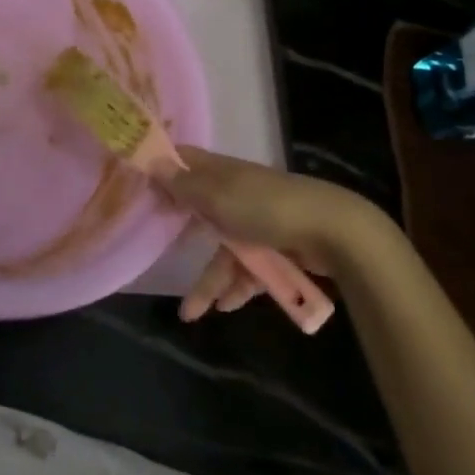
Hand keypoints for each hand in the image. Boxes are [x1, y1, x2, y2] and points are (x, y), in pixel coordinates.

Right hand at [162, 146, 395, 322]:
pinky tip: (227, 306)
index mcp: (221, 173)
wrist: (334, 232)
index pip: (186, 162)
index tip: (140, 186)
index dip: (163, 171)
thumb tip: (151, 162)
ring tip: (192, 313)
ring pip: (226, 249)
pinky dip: (238, 286)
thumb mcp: (217, 196)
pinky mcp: (277, 247)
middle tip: (158, 251)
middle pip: (201, 212)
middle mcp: (236, 193)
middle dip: (183, 236)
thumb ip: (183, 185)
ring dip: (211, 279)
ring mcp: (258, 221)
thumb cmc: (266, 207)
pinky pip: (250, 267)